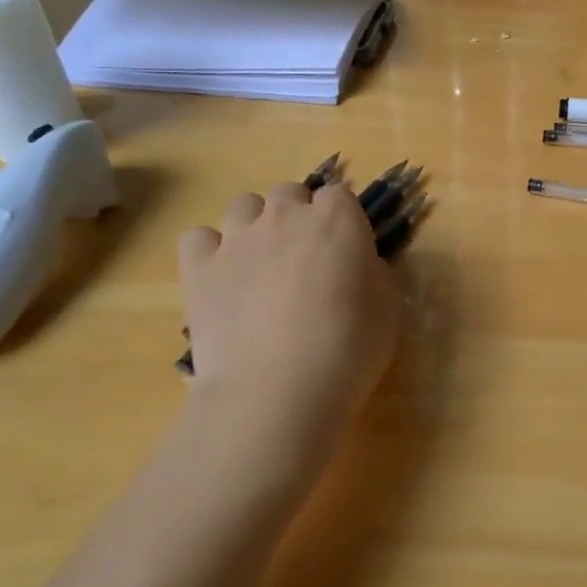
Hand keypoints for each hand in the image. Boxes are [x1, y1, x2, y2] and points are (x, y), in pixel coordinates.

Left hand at [178, 181, 398, 493]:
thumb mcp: (387, 309)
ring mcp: (238, 238)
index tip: (345, 250)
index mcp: (338, 219)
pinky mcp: (199, 267)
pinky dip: (209, 251)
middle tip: (304, 259)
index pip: (339, 195)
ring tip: (261, 266)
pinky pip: (199, 237)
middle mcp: (287, 215)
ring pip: (244, 206)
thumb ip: (371, 273)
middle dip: (297, 216)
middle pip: (290, 192)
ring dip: (255, 226)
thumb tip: (356, 265)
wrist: (276, 393)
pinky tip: (221, 278)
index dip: (342, 221)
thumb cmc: (348, 351)